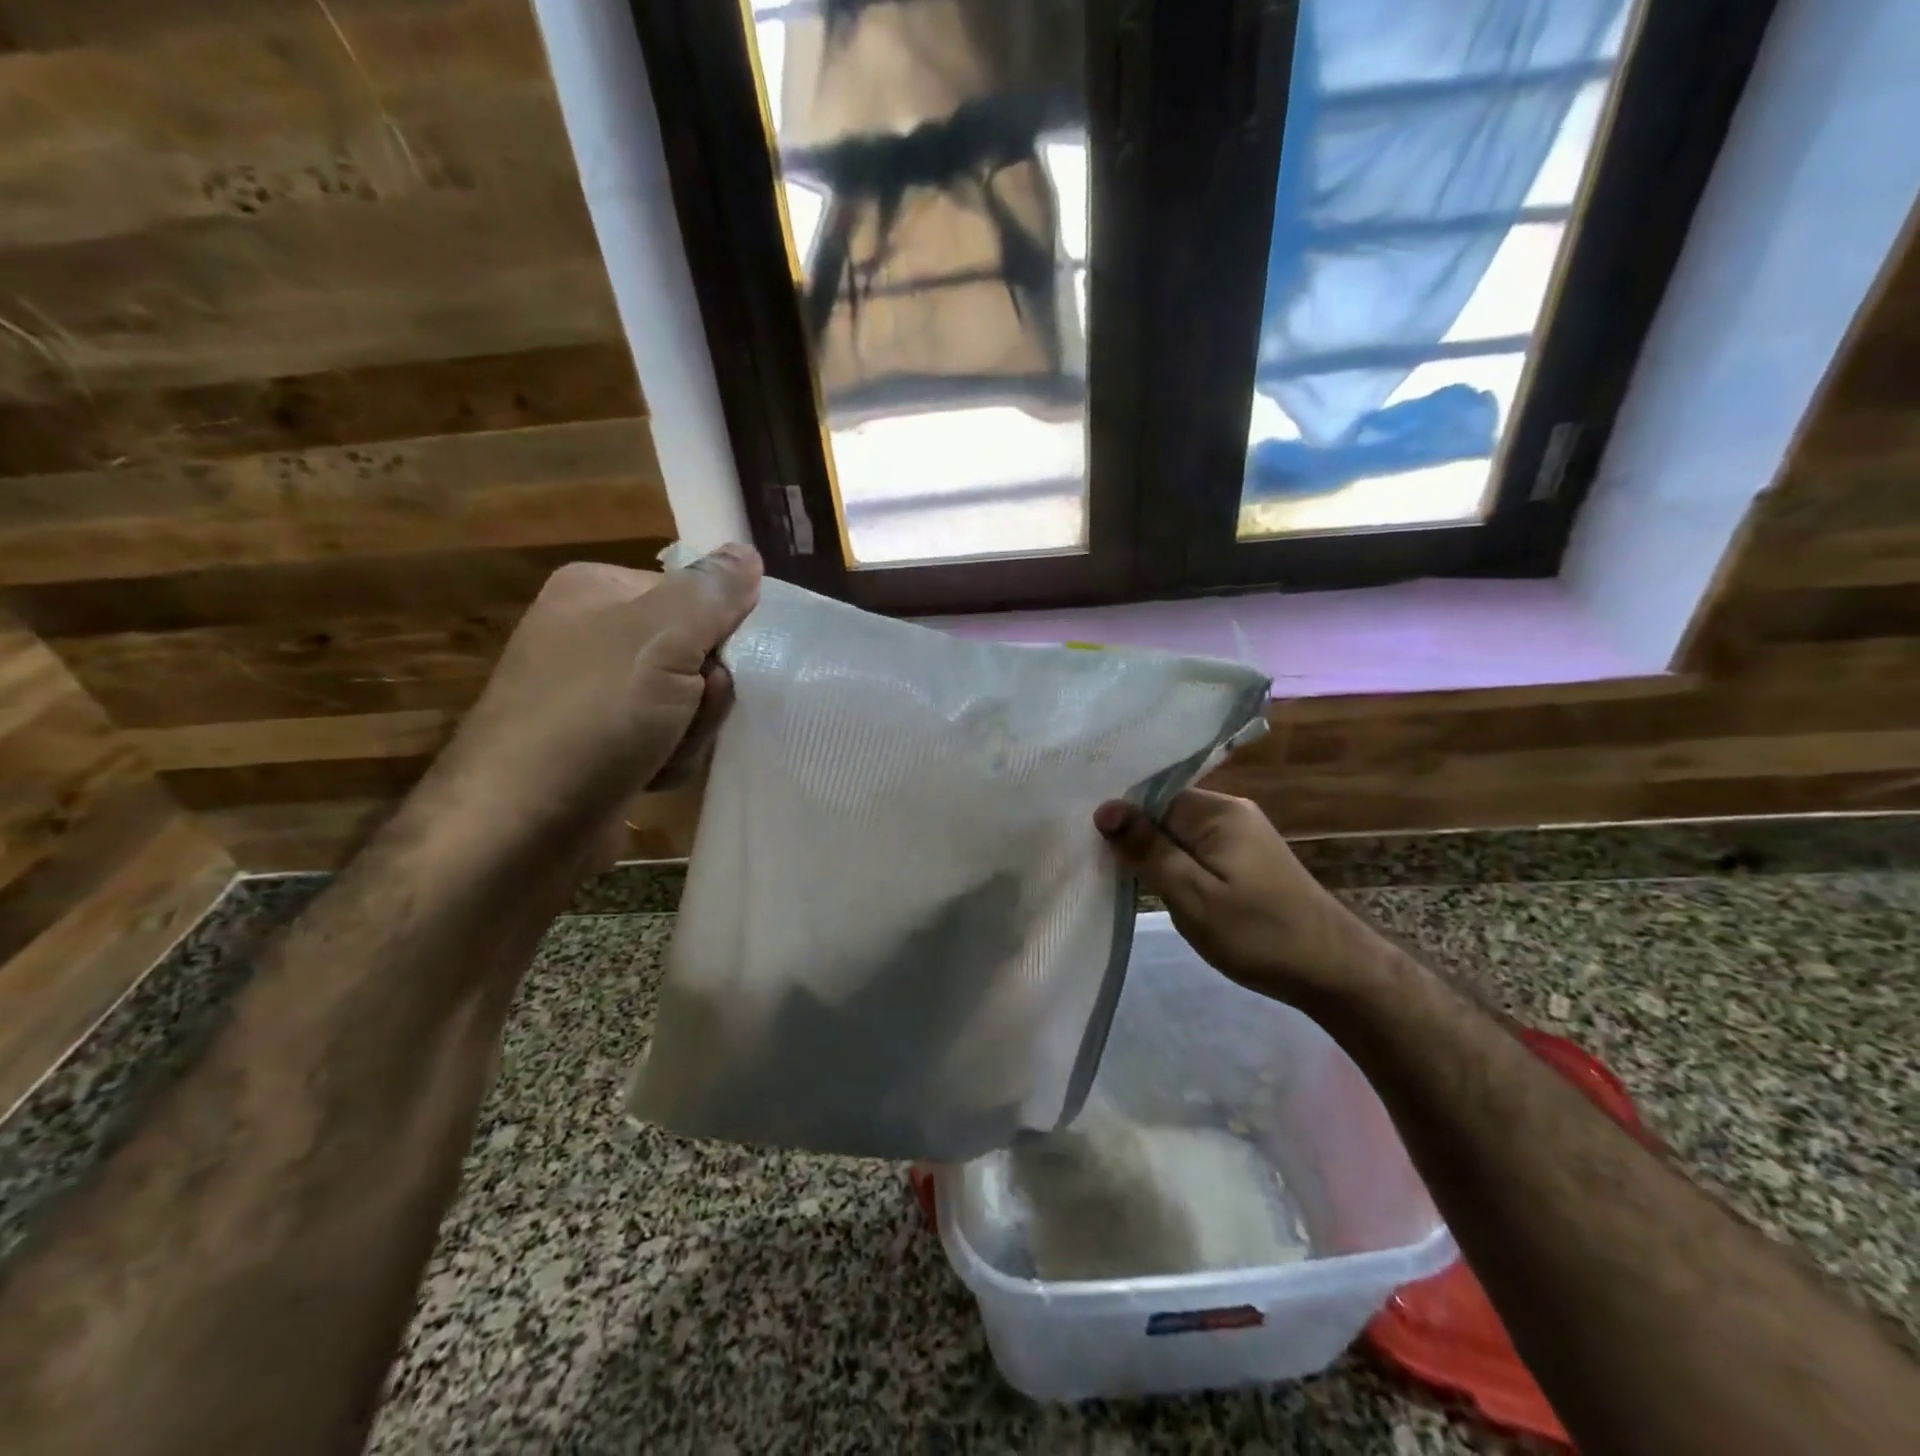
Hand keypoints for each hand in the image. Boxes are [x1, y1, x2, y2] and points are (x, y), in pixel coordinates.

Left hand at [421, 544, 762, 870]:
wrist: (521, 827)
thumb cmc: (592, 716)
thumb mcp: (661, 639)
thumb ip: (711, 592)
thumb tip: (746, 551)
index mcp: (598, 590)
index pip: (697, 596)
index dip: (719, 637)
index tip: (714, 671)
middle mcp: (593, 634)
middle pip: (697, 652)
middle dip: (705, 695)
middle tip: (685, 717)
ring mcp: (596, 693)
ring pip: (689, 702)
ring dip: (692, 732)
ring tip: (661, 753)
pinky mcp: (602, 743)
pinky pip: (668, 738)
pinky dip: (671, 758)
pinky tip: (650, 774)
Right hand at [1093, 790, 1382, 1006]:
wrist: (1334, 972)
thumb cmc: (1258, 933)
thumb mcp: (1192, 895)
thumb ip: (1149, 849)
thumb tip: (1105, 808)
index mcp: (1217, 812)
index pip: (1152, 797)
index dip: (1122, 819)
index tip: (1089, 844)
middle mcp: (1231, 812)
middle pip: (1165, 812)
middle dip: (1137, 838)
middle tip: (1104, 868)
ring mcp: (1242, 835)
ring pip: (1180, 834)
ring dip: (1156, 855)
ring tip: (1126, 879)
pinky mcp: (1248, 859)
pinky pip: (1198, 850)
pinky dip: (1177, 866)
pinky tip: (1163, 887)